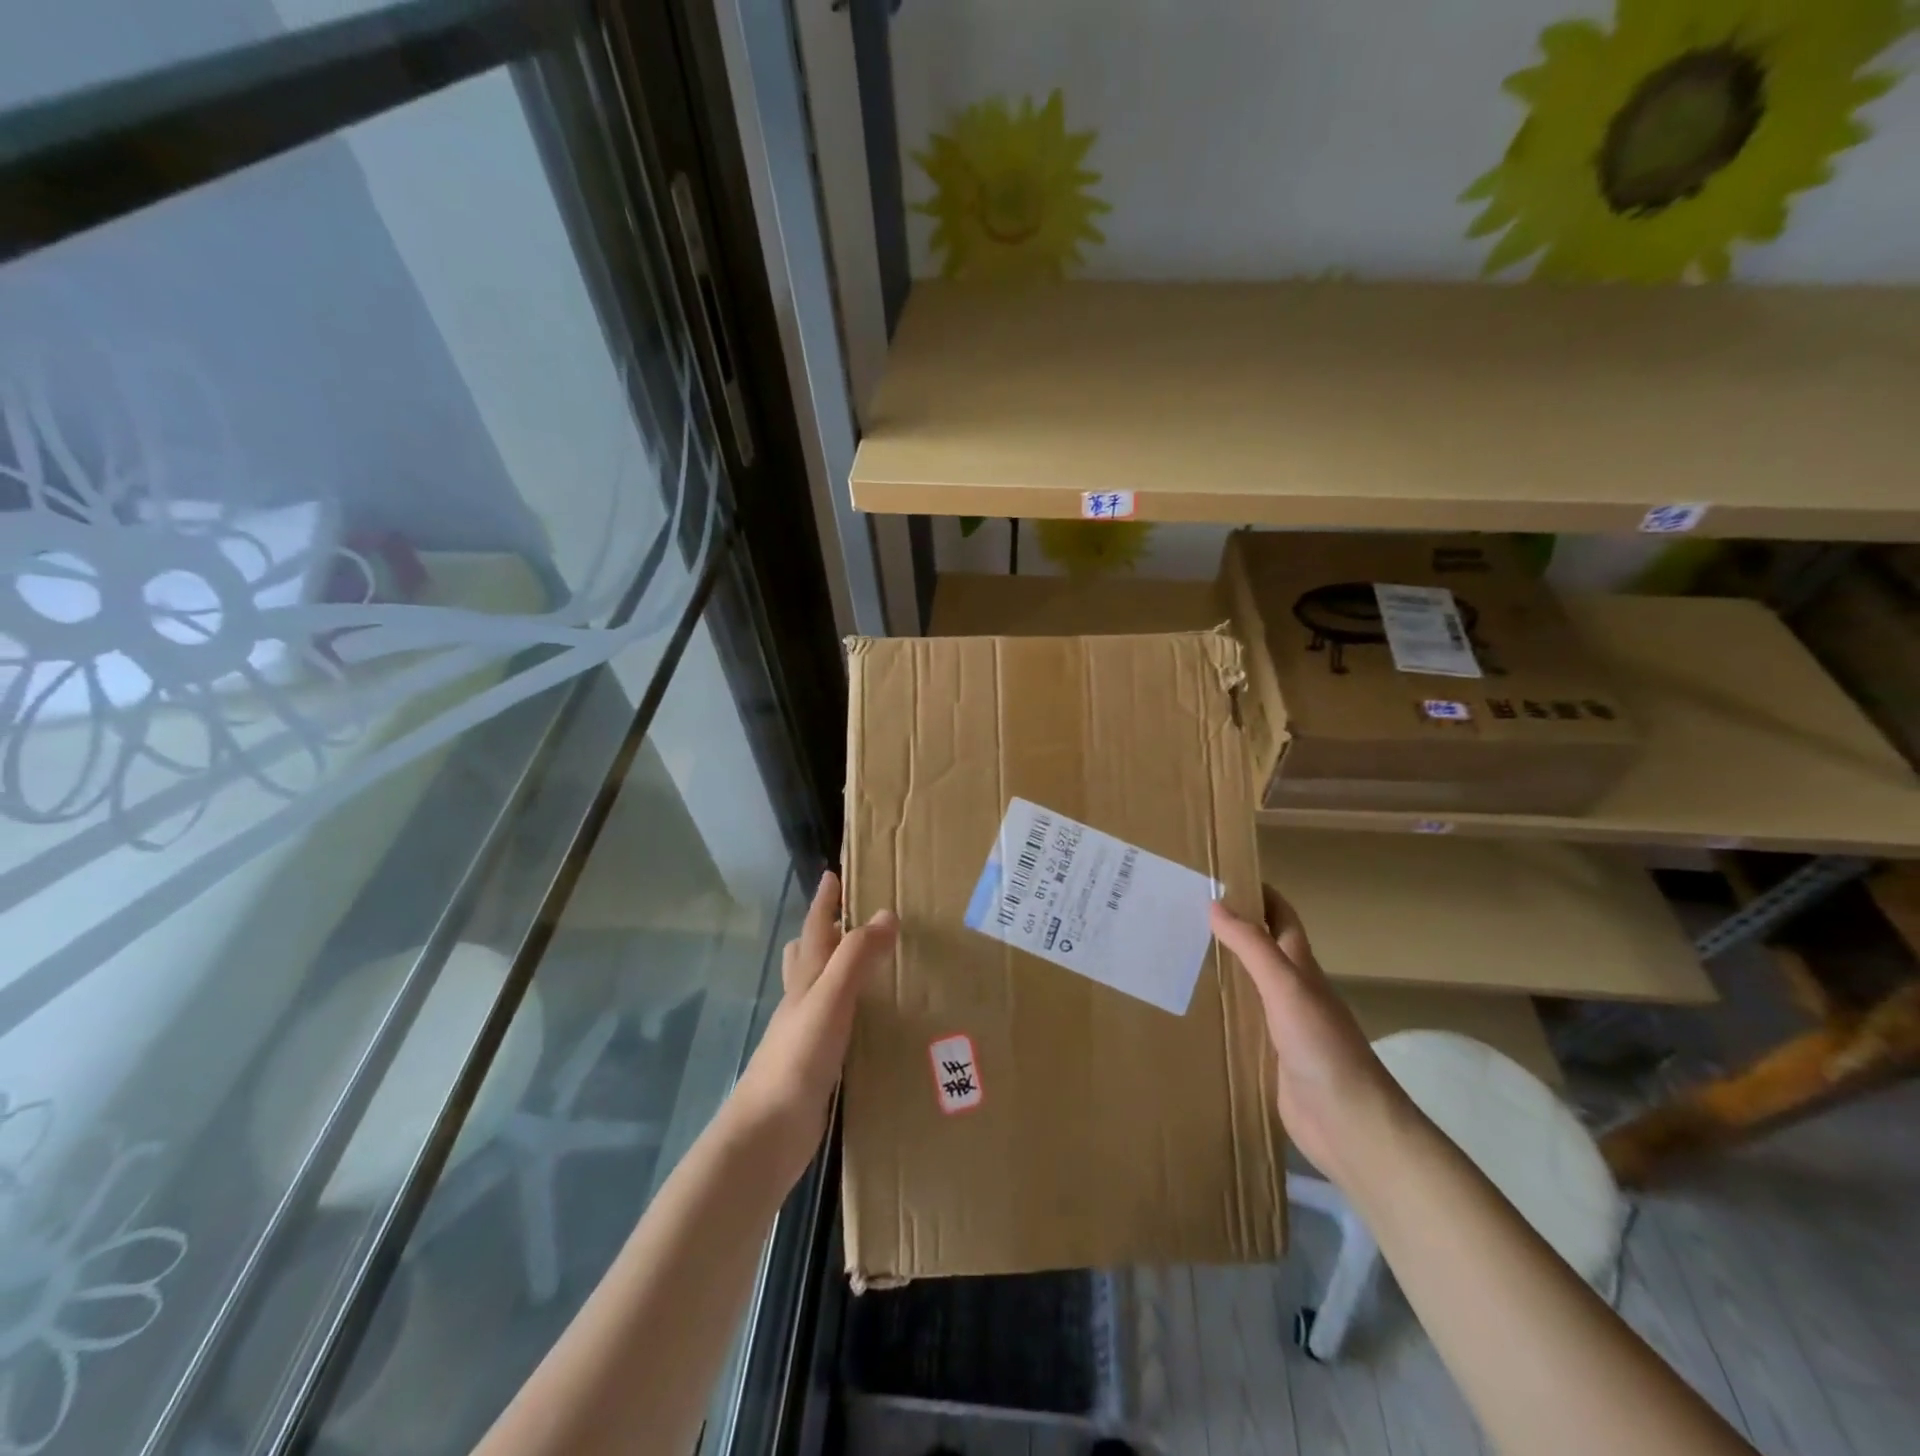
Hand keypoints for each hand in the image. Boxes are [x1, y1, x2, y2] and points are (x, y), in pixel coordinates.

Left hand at [731, 871, 896, 1181]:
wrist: (767, 1135)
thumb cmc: (796, 1060)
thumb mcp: (829, 1000)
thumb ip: (856, 958)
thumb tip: (885, 914)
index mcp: (804, 981)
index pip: (814, 929)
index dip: (824, 901)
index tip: (834, 874)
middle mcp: (802, 1001)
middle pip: (807, 955)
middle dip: (826, 931)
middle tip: (853, 917)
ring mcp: (806, 1033)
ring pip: (818, 988)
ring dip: (836, 969)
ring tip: (866, 963)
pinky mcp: (816, 1063)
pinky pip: (834, 1021)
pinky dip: (848, 1008)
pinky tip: (868, 1020)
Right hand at [1209, 885, 1412, 1188]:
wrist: (1349, 1124)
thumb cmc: (1322, 1046)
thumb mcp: (1286, 987)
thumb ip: (1253, 947)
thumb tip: (1216, 903)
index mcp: (1301, 968)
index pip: (1281, 918)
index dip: (1259, 894)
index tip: (1222, 874)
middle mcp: (1292, 991)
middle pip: (1261, 949)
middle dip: (1231, 928)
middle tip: (1183, 913)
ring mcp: (1281, 1026)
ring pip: (1248, 985)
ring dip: (1221, 968)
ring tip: (1177, 954)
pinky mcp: (1269, 1058)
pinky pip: (1240, 1023)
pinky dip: (1220, 1009)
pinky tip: (1192, 1010)